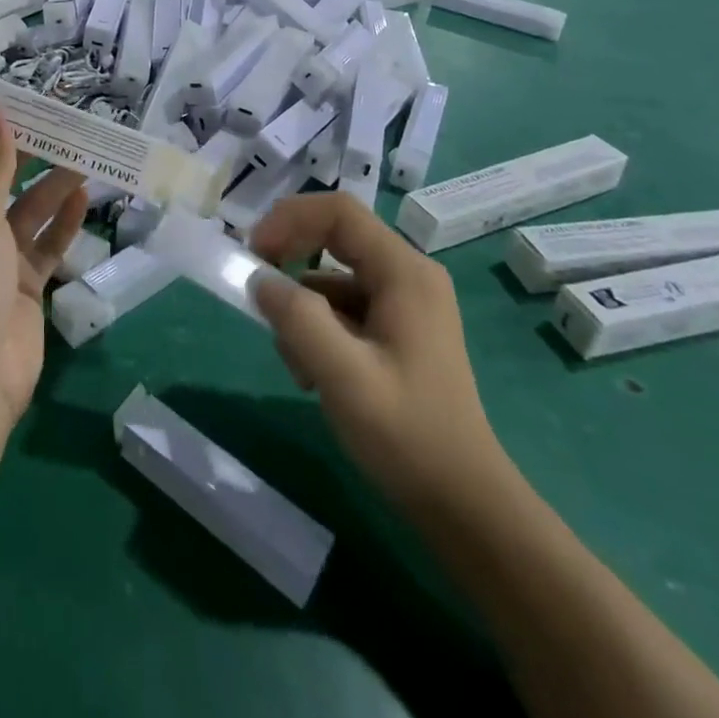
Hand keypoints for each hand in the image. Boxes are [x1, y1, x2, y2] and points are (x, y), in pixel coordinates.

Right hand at [249, 193, 506, 513]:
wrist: (464, 505)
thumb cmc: (408, 435)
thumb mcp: (343, 376)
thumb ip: (297, 319)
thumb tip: (260, 280)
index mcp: (404, 272)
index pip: (338, 212)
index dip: (289, 219)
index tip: (254, 254)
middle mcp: (407, 276)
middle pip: (334, 240)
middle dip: (291, 265)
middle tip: (260, 299)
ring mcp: (404, 305)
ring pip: (332, 279)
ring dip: (302, 311)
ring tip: (298, 366)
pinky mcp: (396, 332)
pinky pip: (343, 310)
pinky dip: (318, 331)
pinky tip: (314, 377)